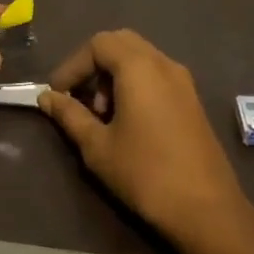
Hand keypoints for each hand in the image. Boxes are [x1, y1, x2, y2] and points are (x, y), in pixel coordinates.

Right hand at [39, 30, 247, 247]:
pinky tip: (128, 121)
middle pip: (121, 43)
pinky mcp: (192, 100)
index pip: (98, 44)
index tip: (57, 94)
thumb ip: (70, 115)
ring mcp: (183, 81)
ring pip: (140, 58)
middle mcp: (164, 64)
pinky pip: (157, 75)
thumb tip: (46, 97)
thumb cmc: (145, 173)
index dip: (72, 65)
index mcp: (139, 68)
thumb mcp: (97, 146)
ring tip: (102, 114)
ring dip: (115, 75)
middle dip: (94, 65)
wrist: (206, 210)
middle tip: (80, 97)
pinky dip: (135, 84)